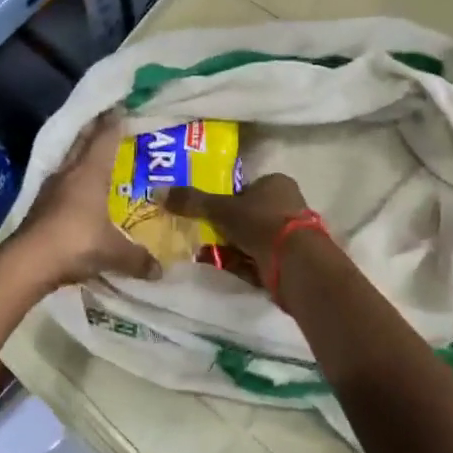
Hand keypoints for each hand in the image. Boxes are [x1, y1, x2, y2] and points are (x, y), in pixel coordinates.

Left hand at [13, 115, 159, 286]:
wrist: (28, 262)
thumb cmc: (76, 243)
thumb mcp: (113, 253)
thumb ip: (137, 258)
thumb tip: (159, 271)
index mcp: (90, 173)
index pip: (104, 138)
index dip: (113, 122)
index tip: (122, 107)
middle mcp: (69, 173)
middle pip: (82, 142)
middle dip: (94, 129)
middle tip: (107, 119)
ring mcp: (50, 188)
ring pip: (69, 161)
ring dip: (80, 153)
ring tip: (95, 153)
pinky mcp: (40, 205)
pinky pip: (61, 182)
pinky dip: (71, 179)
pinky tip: (77, 188)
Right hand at [162, 173, 312, 268]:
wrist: (295, 264)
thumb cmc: (260, 223)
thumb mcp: (221, 209)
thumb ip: (192, 201)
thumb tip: (158, 191)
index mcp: (276, 183)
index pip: (245, 189)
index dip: (226, 201)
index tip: (208, 215)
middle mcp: (288, 204)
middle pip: (249, 215)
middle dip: (228, 228)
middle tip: (206, 237)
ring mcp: (292, 233)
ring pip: (254, 239)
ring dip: (235, 248)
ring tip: (212, 256)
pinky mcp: (292, 259)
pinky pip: (261, 259)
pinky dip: (246, 264)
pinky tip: (230, 269)